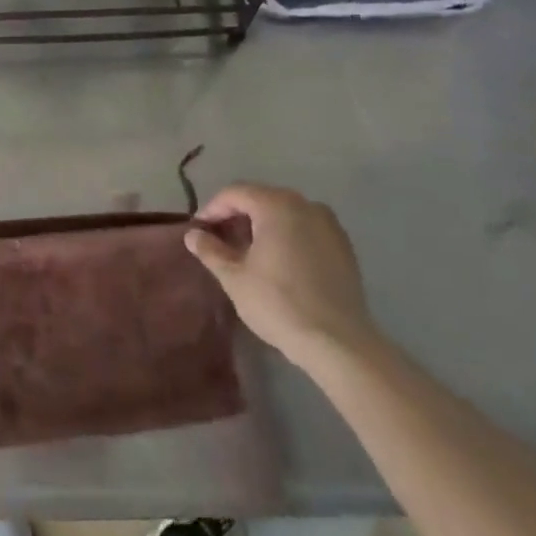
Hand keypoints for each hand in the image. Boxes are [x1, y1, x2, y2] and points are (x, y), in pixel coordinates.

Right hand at [185, 184, 375, 368]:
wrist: (338, 342)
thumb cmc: (278, 303)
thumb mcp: (234, 277)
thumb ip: (211, 250)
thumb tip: (192, 235)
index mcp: (276, 205)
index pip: (235, 193)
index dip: (212, 209)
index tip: (199, 231)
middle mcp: (305, 204)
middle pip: (261, 198)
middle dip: (237, 215)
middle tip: (219, 240)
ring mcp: (329, 224)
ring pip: (285, 213)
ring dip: (262, 225)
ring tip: (247, 251)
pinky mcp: (343, 246)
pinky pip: (306, 229)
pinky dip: (286, 235)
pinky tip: (278, 261)